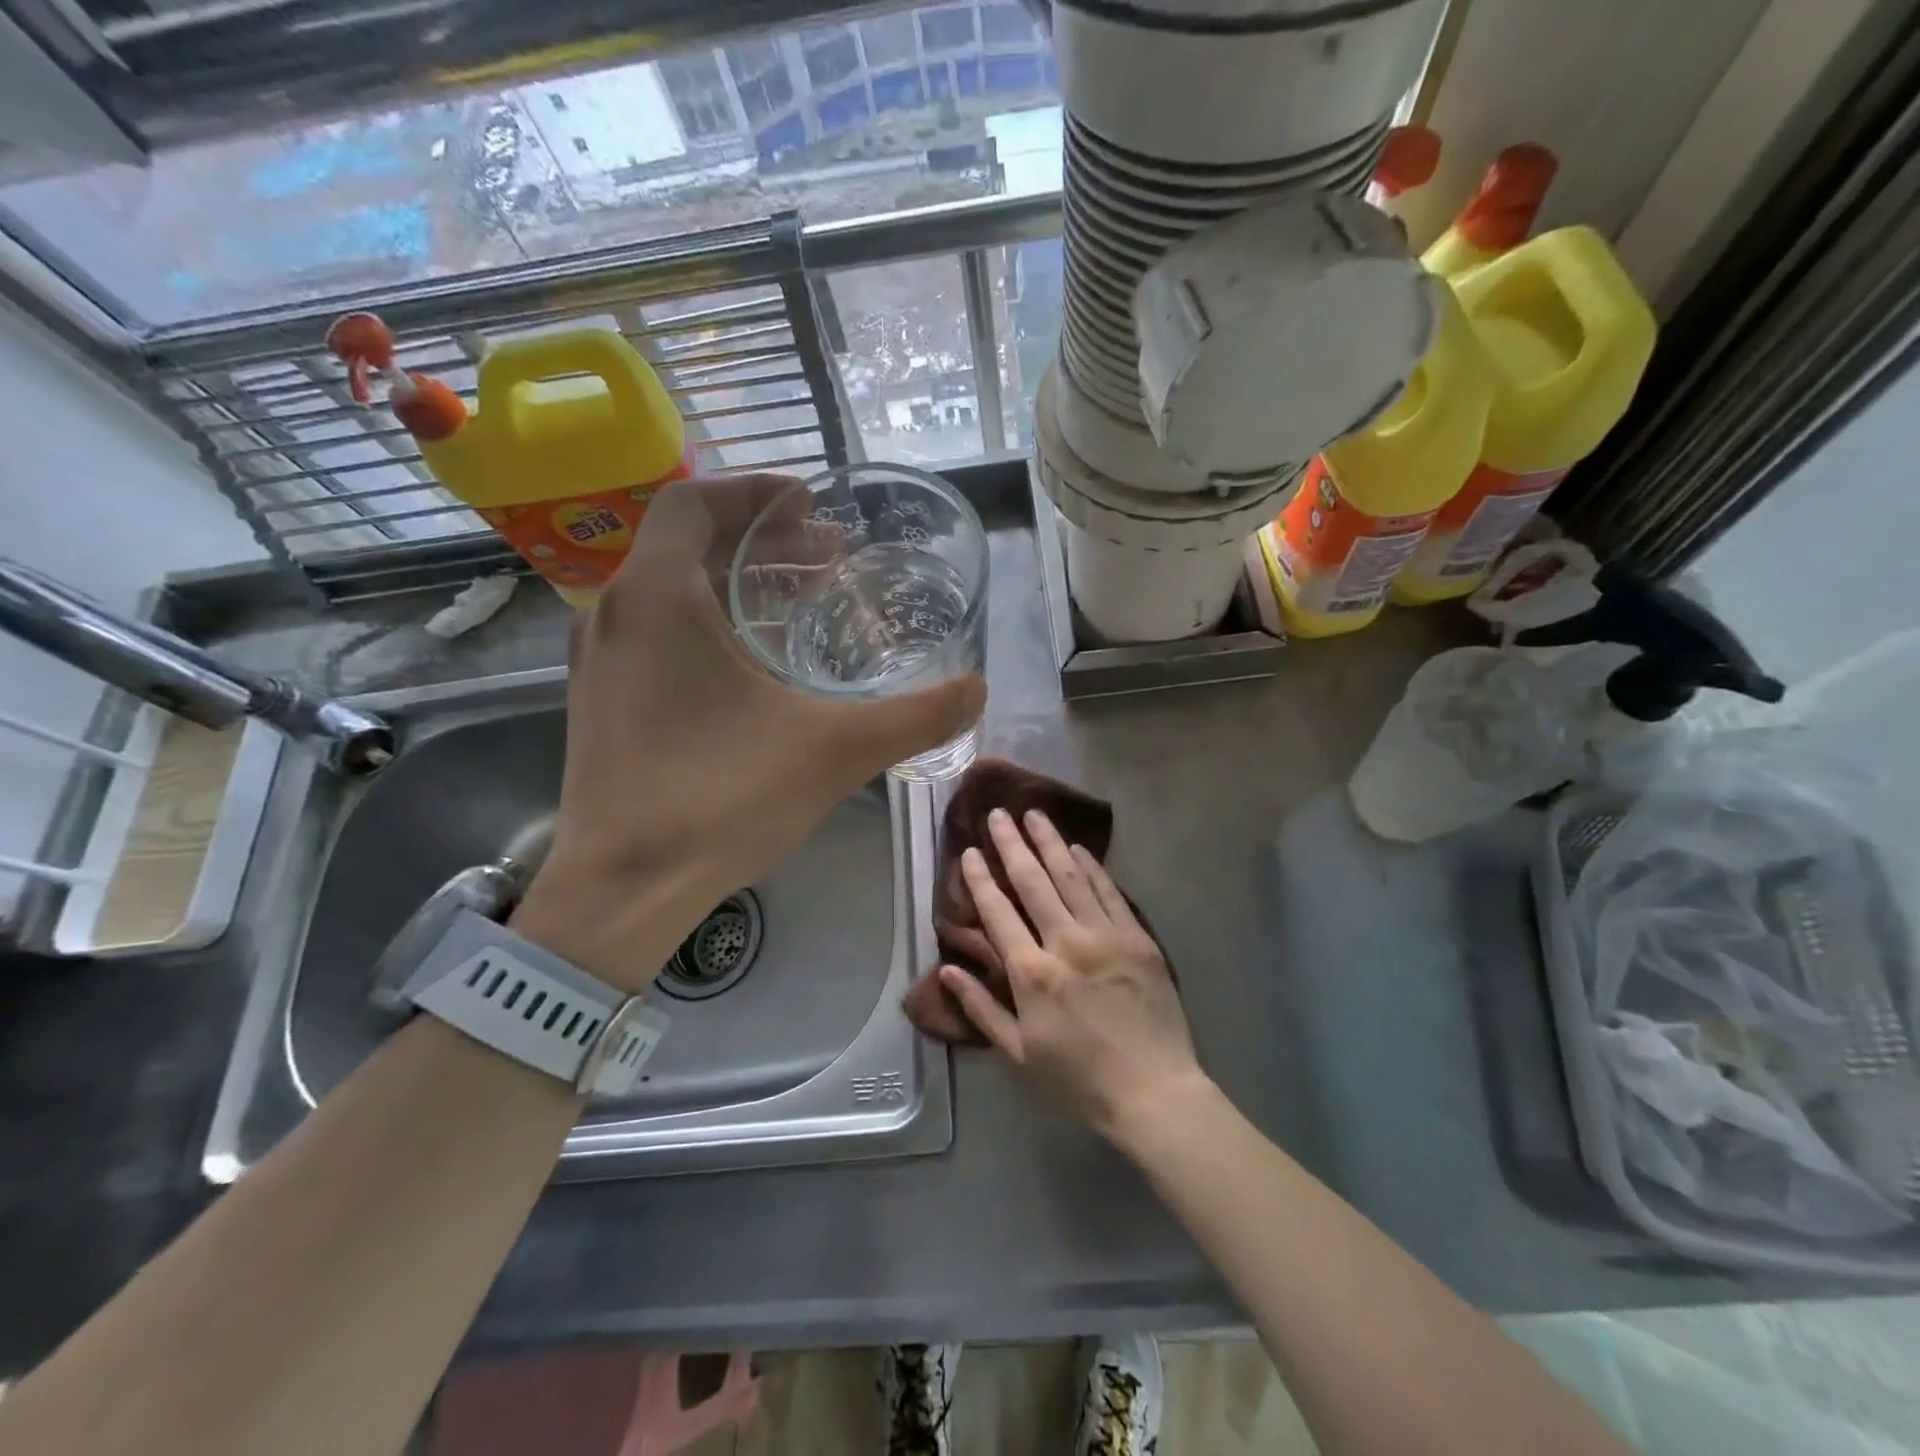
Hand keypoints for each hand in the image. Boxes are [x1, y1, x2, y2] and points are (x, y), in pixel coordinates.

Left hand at [513, 475, 984, 991]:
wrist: (623, 890)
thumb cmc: (721, 799)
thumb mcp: (834, 751)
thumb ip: (915, 716)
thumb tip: (977, 690)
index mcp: (659, 596)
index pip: (696, 501)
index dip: (756, 492)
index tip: (811, 503)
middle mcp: (615, 613)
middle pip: (687, 544)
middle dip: (760, 541)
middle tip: (826, 558)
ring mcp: (597, 660)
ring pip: (670, 592)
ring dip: (735, 585)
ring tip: (799, 605)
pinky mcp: (598, 702)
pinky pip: (655, 635)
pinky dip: (706, 625)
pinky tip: (753, 668)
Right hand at [938, 808, 1203, 1143]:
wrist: (1154, 1092)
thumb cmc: (1078, 1080)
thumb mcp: (1018, 1055)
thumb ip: (980, 1009)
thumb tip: (945, 970)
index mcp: (1031, 973)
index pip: (998, 913)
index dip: (980, 879)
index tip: (969, 851)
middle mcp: (1066, 943)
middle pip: (1033, 882)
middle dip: (1012, 844)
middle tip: (998, 814)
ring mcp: (1106, 936)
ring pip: (1071, 876)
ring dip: (1050, 842)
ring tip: (1034, 814)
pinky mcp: (1138, 938)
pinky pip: (1109, 892)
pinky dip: (1091, 867)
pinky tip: (1077, 848)